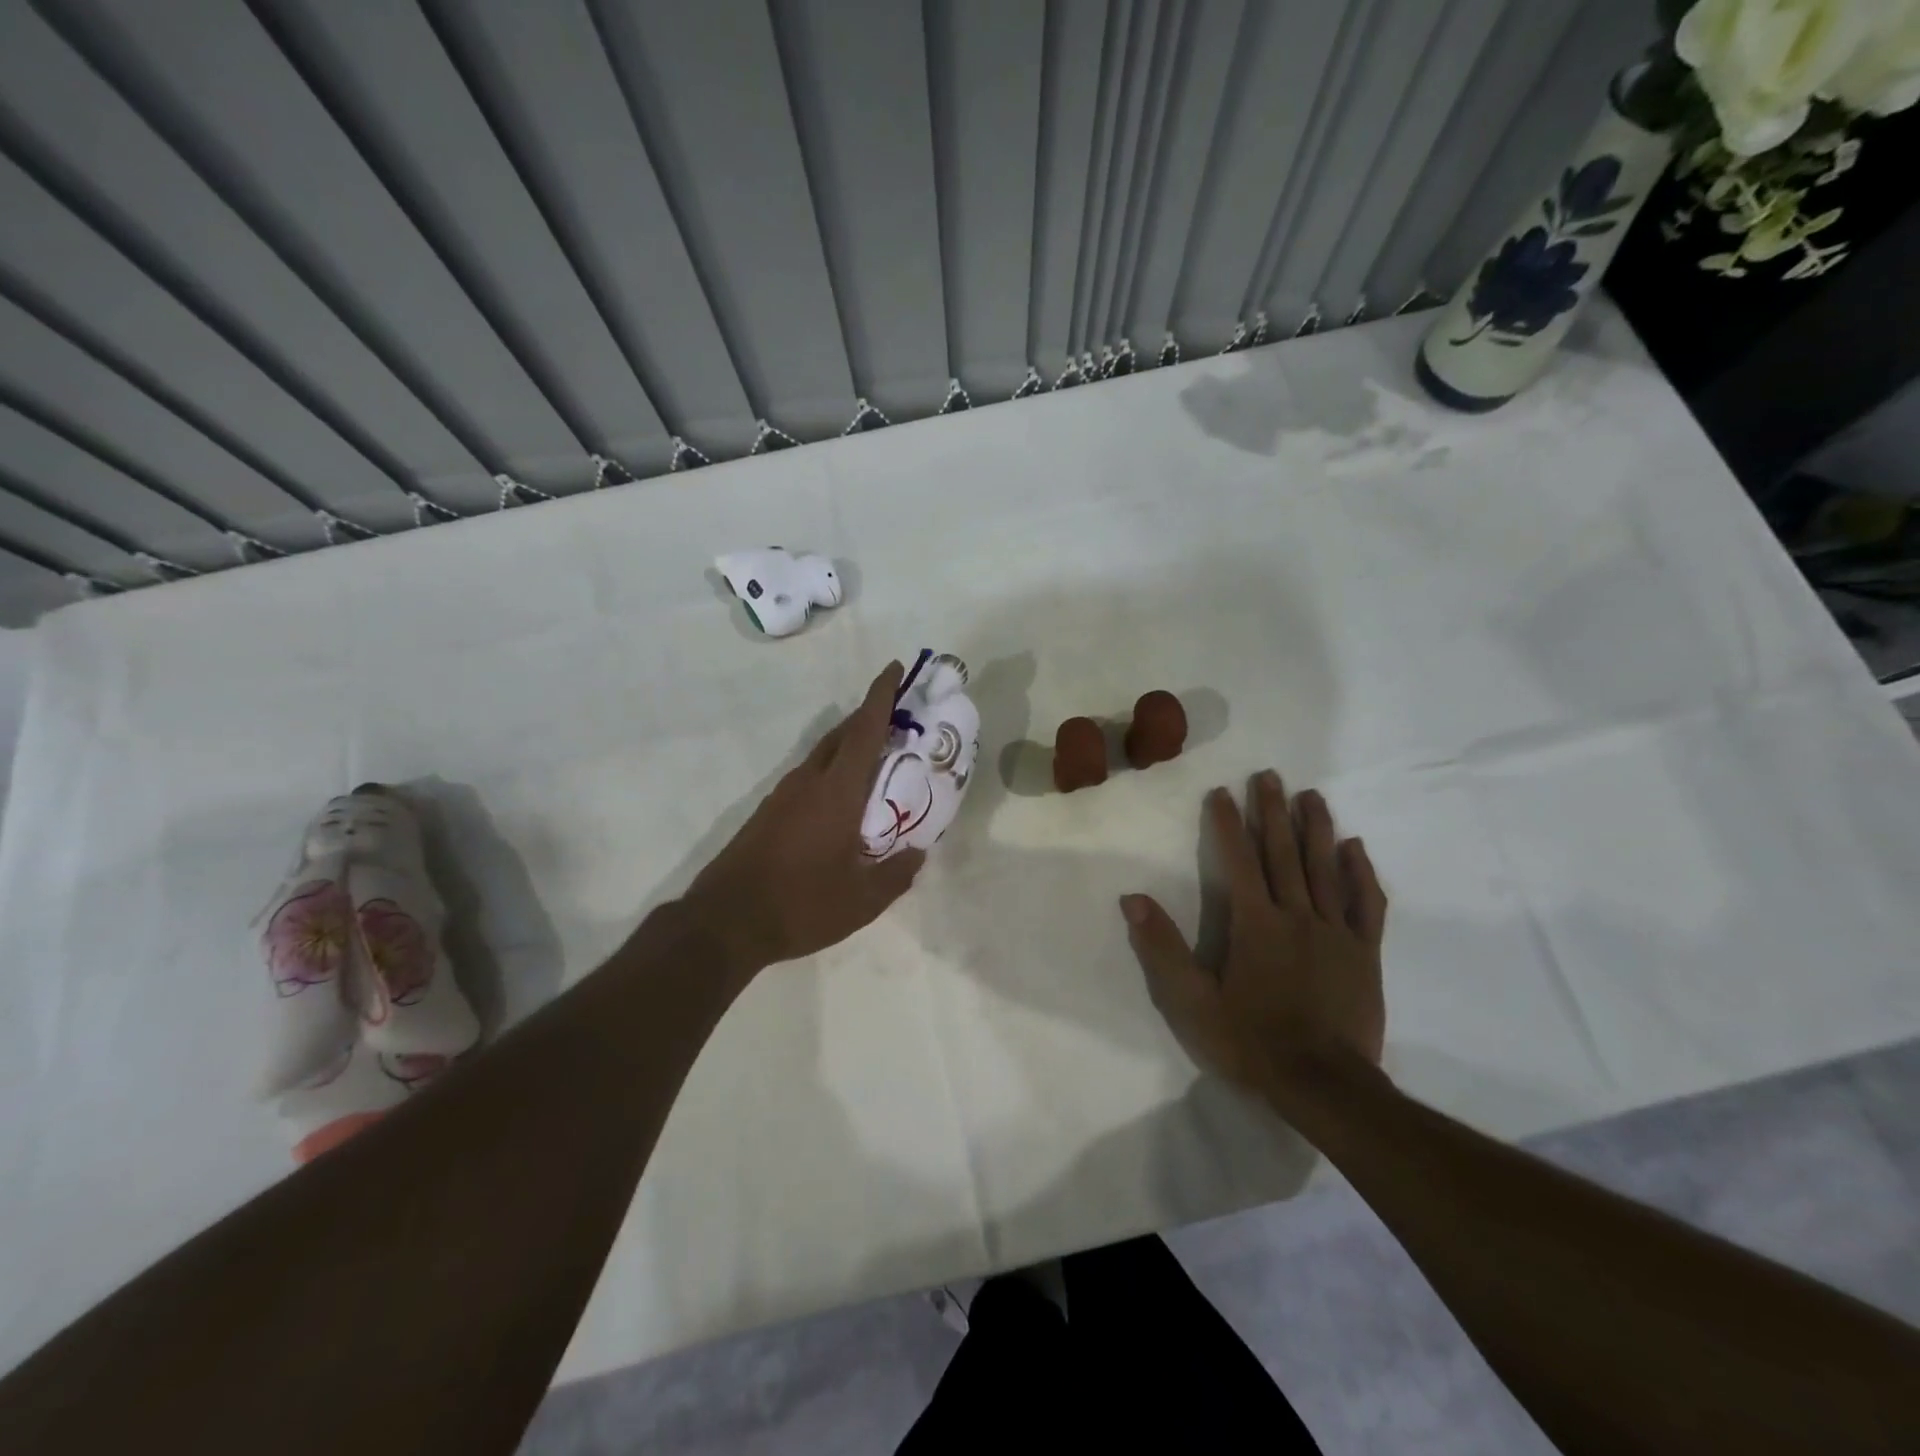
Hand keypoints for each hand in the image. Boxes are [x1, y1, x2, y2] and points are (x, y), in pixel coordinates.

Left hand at [682, 662, 925, 978]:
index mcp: (836, 792)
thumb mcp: (862, 901)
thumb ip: (897, 875)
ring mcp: (783, 795)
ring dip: (850, 745)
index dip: (881, 696)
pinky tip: (842, 798)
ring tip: (877, 757)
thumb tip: (918, 853)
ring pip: (823, 755)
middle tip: (898, 716)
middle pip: (842, 735)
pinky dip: (833, 771)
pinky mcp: (768, 813)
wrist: (725, 922)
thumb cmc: (801, 905)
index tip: (895, 667)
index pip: (864, 731)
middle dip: (869, 717)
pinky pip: (809, 777)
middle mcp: (808, 782)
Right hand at [1121, 771, 1387, 1103]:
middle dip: (1273, 811)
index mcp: (1255, 924)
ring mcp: (1336, 932)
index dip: (1228, 823)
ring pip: (1325, 868)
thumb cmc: (1251, 1042)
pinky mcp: (1365, 953)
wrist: (1324, 1086)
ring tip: (1311, 795)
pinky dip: (1361, 873)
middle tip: (1270, 776)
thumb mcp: (1192, 1002)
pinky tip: (1355, 848)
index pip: (1238, 860)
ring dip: (1316, 828)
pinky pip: (1366, 904)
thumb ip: (1163, 949)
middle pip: (1283, 853)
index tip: (1222, 792)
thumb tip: (1133, 899)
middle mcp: (1296, 916)